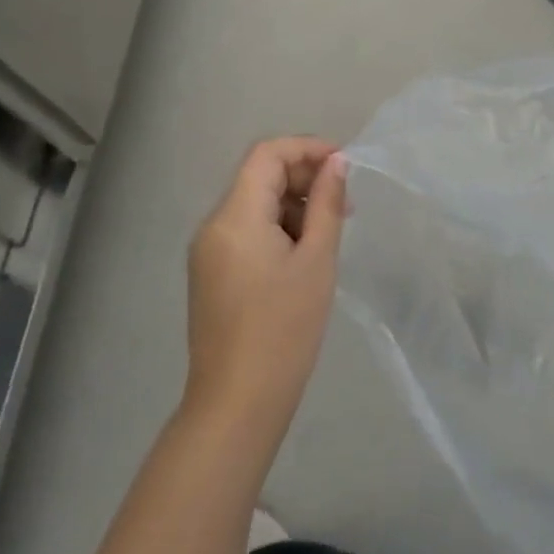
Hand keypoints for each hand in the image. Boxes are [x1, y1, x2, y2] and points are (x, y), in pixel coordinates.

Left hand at [183, 137, 347, 442]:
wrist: (237, 404)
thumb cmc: (284, 328)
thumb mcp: (316, 259)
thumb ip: (327, 203)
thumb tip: (336, 162)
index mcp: (235, 217)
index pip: (267, 154)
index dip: (307, 149)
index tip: (344, 166)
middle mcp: (213, 225)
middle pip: (259, 176)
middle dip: (304, 178)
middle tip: (345, 203)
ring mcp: (208, 251)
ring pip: (254, 204)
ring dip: (293, 204)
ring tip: (329, 234)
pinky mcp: (211, 273)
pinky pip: (247, 231)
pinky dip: (278, 228)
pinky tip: (304, 255)